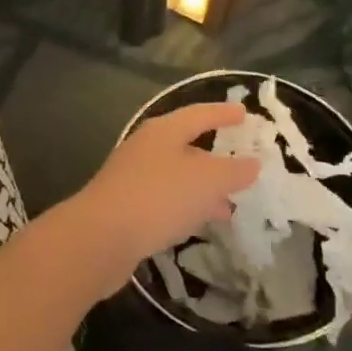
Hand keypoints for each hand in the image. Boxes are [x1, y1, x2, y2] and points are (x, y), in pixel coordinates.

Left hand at [64, 103, 258, 290]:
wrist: (100, 237)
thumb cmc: (159, 197)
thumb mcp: (207, 180)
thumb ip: (233, 170)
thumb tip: (251, 163)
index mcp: (164, 131)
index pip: (199, 114)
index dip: (223, 113)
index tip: (244, 113)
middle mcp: (146, 148)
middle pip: (186, 145)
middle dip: (215, 157)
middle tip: (241, 167)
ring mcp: (132, 177)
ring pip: (176, 176)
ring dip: (202, 189)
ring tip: (229, 207)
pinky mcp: (126, 207)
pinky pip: (164, 200)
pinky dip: (186, 207)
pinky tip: (198, 225)